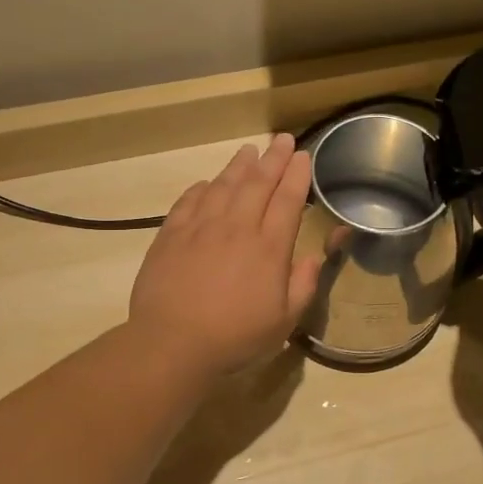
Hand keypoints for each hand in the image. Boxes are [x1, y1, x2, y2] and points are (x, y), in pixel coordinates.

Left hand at [129, 134, 322, 377]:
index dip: (297, 175)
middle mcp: (237, 228)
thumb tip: (312, 258)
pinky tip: (206, 183)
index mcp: (268, 248)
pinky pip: (189, 202)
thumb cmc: (235, 337)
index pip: (288, 200)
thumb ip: (302, 286)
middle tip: (282, 140)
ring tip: (249, 150)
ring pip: (223, 186)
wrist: (173, 343)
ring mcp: (201, 228)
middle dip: (273, 159)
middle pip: (258, 183)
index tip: (303, 156)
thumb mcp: (284, 322)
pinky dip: (201, 189)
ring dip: (238, 166)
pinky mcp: (171, 235)